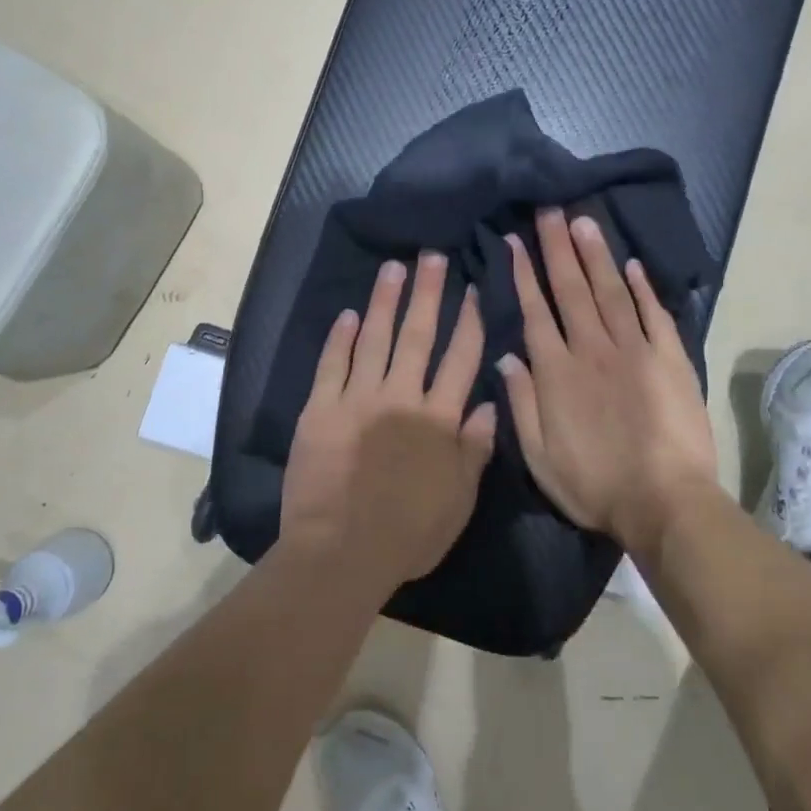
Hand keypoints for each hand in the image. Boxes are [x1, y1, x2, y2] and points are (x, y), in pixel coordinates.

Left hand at [281, 253, 497, 594]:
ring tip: (393, 268)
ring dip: (385, 302)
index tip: (473, 290)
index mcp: (438, 419)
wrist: (342, 553)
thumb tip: (488, 403)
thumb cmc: (409, 533)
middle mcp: (401, 398)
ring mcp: (358, 400)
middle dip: (428, 294)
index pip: (459, 359)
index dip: (468, 322)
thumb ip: (475, 448)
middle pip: (418, 336)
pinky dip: (340, 338)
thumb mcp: (459, 499)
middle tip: (432, 257)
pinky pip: (332, 365)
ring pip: (374, 339)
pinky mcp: (321, 410)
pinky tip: (348, 314)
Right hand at [497, 209, 719, 558]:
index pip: (536, 311)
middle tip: (550, 209)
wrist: (665, 503)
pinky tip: (631, 264)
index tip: (516, 241)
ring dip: (595, 254)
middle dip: (558, 247)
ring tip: (584, 220)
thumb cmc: (595, 485)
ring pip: (610, 291)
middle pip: (571, 289)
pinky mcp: (670, 358)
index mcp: (557, 372)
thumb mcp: (539, 456)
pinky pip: (654, 314)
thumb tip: (507, 356)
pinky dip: (642, 287)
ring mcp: (635, 350)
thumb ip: (520, 403)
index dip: (524, 274)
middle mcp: (592, 349)